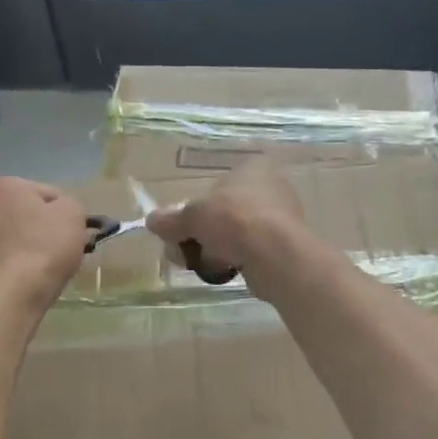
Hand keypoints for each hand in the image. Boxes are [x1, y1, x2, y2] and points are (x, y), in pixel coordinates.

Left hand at [0, 178, 88, 314]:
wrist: (10, 295)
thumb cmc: (44, 248)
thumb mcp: (73, 214)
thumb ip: (71, 205)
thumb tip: (62, 213)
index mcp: (6, 186)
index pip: (49, 195)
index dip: (67, 215)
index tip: (75, 236)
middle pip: (27, 215)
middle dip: (44, 230)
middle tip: (61, 252)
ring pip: (12, 237)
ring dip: (27, 247)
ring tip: (43, 270)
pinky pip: (1, 258)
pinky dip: (12, 265)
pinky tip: (24, 280)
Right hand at [146, 159, 307, 298]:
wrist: (274, 256)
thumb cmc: (233, 220)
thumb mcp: (192, 216)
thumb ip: (171, 219)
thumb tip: (152, 221)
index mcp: (253, 168)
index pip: (216, 185)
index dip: (195, 208)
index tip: (182, 228)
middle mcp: (272, 187)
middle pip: (223, 212)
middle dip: (202, 232)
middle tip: (184, 250)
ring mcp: (281, 217)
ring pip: (235, 233)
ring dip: (215, 248)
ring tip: (202, 263)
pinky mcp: (285, 245)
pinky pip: (250, 250)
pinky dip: (235, 259)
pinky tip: (225, 270)